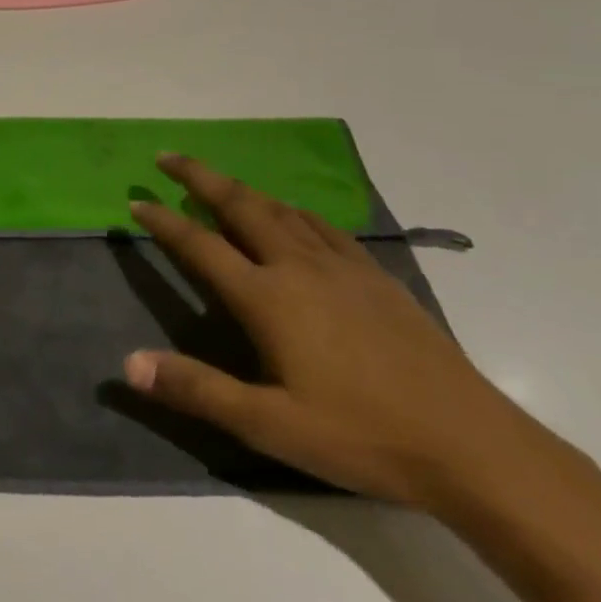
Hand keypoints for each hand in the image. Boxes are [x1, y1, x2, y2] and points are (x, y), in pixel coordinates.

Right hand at [124, 154, 552, 508]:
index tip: (137, 200)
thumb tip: (128, 363)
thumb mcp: (268, 424)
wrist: (472, 445)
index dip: (164, 221)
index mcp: (268, 298)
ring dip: (243, 190)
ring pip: (282, 210)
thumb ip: (196, 388)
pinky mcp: (377, 277)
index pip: (201, 245)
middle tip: (168, 157)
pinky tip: (293, 217)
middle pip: (241, 206)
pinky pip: (322, 226)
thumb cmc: (361, 435)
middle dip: (200, 177)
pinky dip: (292, 210)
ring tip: (219, 183)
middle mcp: (300, 268)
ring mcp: (343, 268)